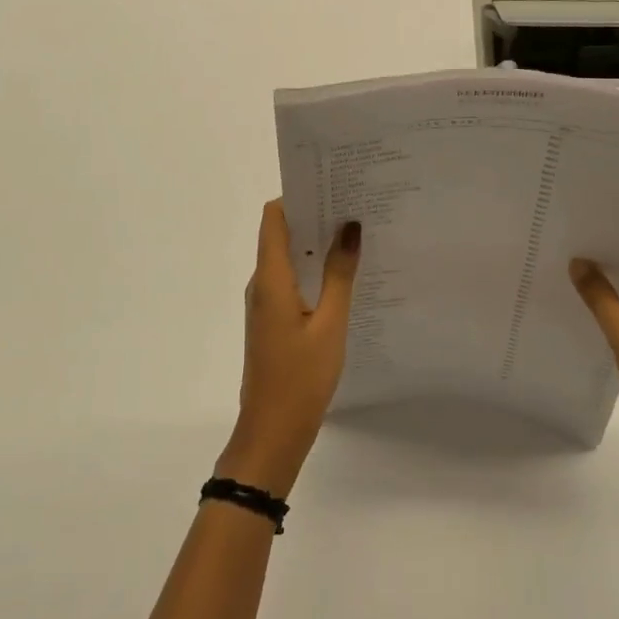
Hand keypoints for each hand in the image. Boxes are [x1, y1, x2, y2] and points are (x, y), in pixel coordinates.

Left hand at [216, 200, 360, 497]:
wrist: (272, 433)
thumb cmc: (301, 378)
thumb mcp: (331, 324)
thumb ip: (340, 274)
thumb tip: (350, 226)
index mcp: (270, 278)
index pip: (273, 217)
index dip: (297, 196)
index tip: (331, 185)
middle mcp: (262, 283)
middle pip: (281, 233)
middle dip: (314, 216)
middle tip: (355, 204)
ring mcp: (265, 303)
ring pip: (289, 258)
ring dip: (317, 244)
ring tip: (356, 234)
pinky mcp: (273, 320)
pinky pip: (292, 280)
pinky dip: (314, 270)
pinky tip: (344, 275)